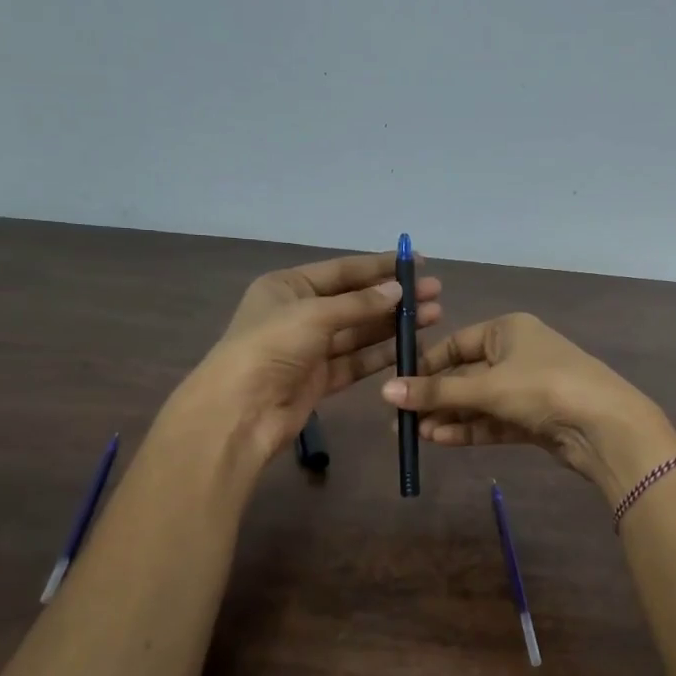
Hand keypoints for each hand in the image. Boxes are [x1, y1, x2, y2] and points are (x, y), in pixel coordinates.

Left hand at [183, 251, 441, 466]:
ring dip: (393, 325)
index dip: (380, 267)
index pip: (342, 271)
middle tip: (435, 293)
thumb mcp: (314, 315)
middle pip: (355, 301)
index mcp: (288, 287)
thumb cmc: (271, 347)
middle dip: (393, 297)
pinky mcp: (320, 379)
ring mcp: (310, 349)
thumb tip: (397, 290)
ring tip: (433, 316)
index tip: (417, 264)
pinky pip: (356, 361)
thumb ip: (359, 303)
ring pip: (359, 332)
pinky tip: (411, 346)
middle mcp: (299, 314)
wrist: (240, 411)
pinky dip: (382, 354)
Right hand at [381, 313, 675, 504]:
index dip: (426, 365)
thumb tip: (386, 393)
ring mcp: (527, 387)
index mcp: (508, 329)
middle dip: (435, 398)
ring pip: (478, 401)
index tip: (398, 387)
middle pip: (465, 375)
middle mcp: (517, 353)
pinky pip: (493, 420)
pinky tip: (440, 440)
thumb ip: (437, 392)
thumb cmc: (543, 388)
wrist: (605, 426)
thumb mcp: (487, 387)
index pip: (456, 344)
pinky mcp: (534, 417)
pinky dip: (469, 429)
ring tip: (415, 435)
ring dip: (448, 417)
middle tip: (400, 421)